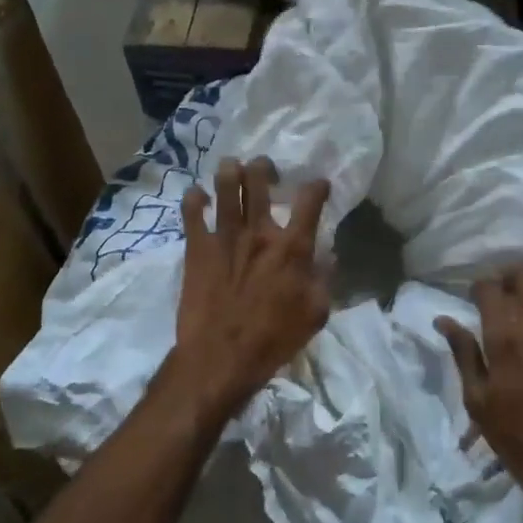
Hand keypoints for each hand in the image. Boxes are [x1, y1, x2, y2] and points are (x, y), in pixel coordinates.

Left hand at [171, 156, 330, 415]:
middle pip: (259, 181)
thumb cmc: (274, 339)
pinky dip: (194, 198)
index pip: (310, 202)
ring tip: (231, 167)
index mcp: (292, 248)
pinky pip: (192, 212)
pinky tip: (198, 195)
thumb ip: (324, 281)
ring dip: (229, 171)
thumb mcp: (315, 314)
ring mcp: (225, 236)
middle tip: (263, 169)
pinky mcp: (197, 248)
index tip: (318, 185)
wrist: (221, 356)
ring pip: (225, 187)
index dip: (317, 187)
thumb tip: (330, 257)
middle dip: (263, 167)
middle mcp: (259, 233)